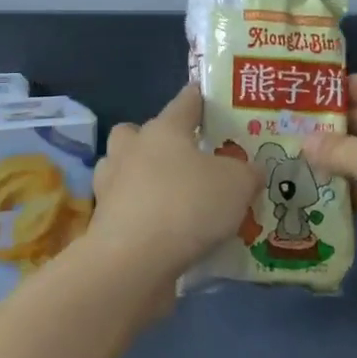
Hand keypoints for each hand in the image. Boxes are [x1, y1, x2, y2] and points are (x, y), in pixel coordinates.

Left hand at [80, 84, 260, 303]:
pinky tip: (163, 231)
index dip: (198, 98)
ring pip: (123, 169)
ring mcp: (111, 186)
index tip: (205, 95)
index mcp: (164, 130)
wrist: (133, 262)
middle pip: (137, 132)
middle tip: (183, 157)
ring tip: (170, 196)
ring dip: (140, 177)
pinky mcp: (104, 223)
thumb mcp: (237, 185)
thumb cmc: (187, 206)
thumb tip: (252, 170)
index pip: (184, 102)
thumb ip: (247, 173)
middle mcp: (132, 150)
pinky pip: (125, 208)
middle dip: (155, 140)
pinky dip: (140, 215)